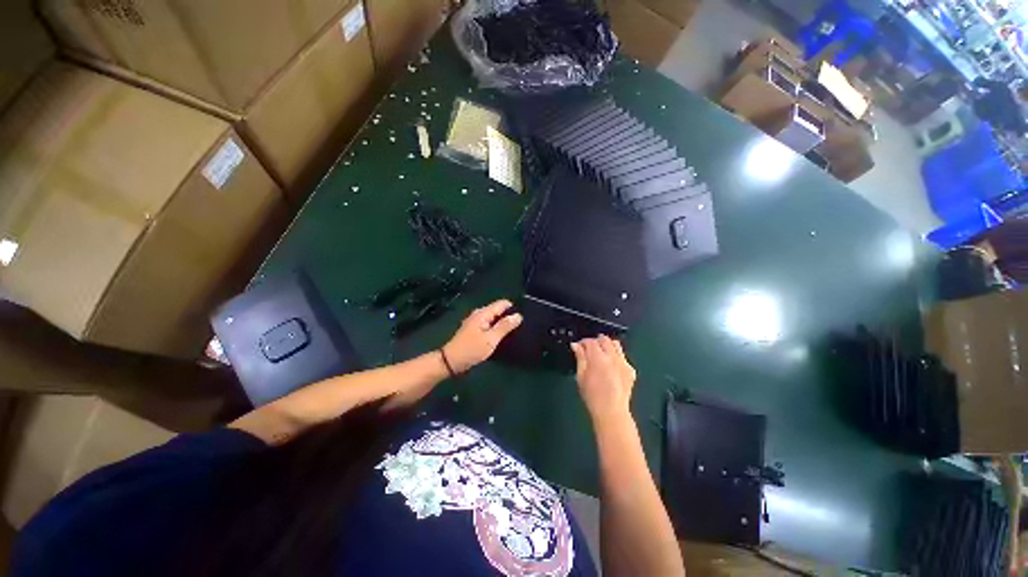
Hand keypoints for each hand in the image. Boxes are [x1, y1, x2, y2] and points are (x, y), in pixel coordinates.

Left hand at [442, 300, 522, 372]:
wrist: (451, 361)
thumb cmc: (472, 349)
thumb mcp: (491, 339)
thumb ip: (505, 326)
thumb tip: (518, 315)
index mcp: (483, 313)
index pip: (502, 303)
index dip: (513, 308)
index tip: (523, 318)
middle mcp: (479, 314)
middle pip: (498, 310)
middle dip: (508, 316)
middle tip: (520, 327)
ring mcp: (475, 321)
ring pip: (493, 318)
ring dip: (502, 323)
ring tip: (513, 332)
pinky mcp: (474, 329)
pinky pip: (489, 324)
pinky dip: (495, 328)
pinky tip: (501, 337)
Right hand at [571, 336, 636, 421]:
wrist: (611, 412)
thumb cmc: (592, 396)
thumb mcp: (581, 376)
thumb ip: (580, 358)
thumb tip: (576, 345)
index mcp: (598, 358)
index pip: (590, 341)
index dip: (583, 342)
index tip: (579, 346)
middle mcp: (612, 357)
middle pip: (604, 339)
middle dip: (595, 341)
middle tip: (589, 348)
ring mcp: (623, 363)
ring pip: (616, 345)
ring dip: (607, 345)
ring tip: (601, 353)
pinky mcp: (630, 370)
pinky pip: (623, 357)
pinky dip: (616, 356)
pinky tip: (611, 365)